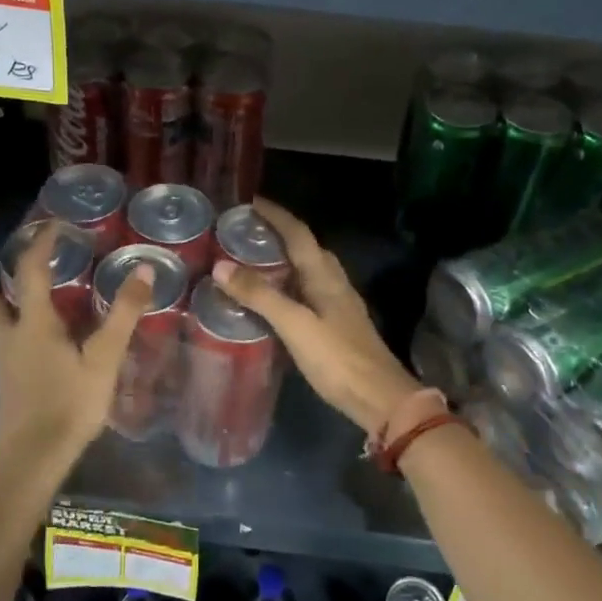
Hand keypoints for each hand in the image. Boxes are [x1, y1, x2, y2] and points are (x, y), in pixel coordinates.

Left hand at [0, 222, 152, 474]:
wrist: (31, 459)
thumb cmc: (68, 404)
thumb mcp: (103, 358)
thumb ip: (123, 314)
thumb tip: (142, 268)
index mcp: (33, 324)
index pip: (31, 271)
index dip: (41, 244)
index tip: (53, 225)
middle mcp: (11, 338)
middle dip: (3, 278)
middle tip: (18, 262)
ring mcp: (5, 365)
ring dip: (5, 305)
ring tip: (22, 298)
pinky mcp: (8, 387)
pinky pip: (7, 347)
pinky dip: (16, 332)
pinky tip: (35, 346)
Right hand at [211, 199, 419, 433]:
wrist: (380, 399)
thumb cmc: (338, 359)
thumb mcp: (295, 326)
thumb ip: (260, 296)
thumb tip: (221, 266)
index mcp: (325, 276)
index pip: (298, 233)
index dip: (276, 215)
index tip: (249, 201)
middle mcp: (334, 283)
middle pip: (306, 247)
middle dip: (278, 234)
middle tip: (244, 233)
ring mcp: (339, 304)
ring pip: (308, 270)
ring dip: (283, 260)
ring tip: (252, 261)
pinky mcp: (337, 325)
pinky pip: (308, 292)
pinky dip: (288, 285)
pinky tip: (273, 299)